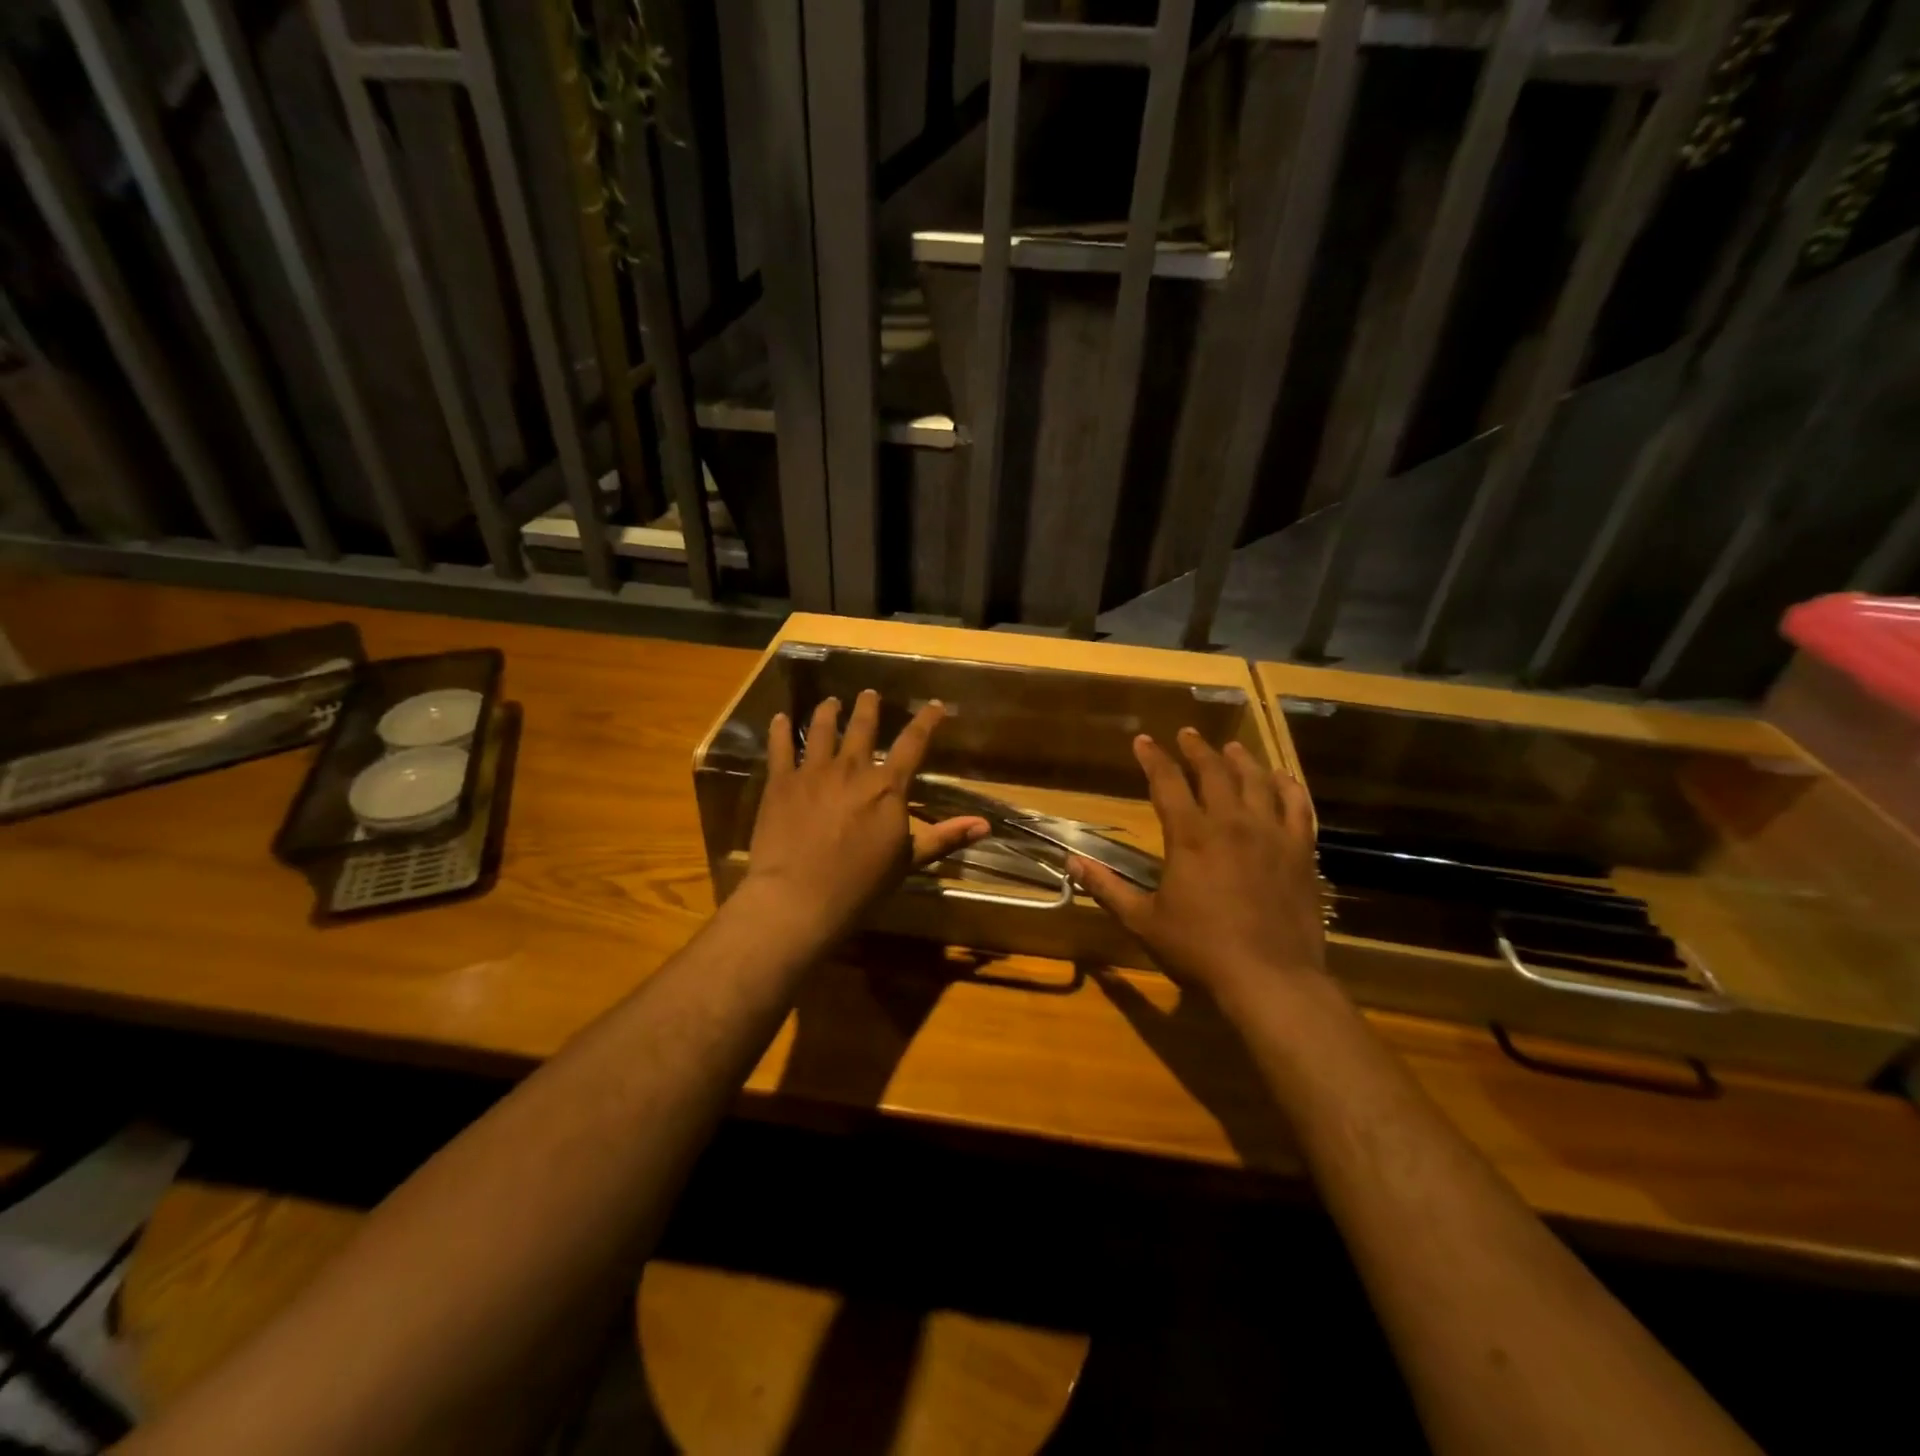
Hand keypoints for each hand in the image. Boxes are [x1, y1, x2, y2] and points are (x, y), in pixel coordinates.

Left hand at [743, 690, 988, 941]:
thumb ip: (944, 837)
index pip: (914, 743)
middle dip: (868, 707)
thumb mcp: (908, 861)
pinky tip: (779, 719)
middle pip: (863, 727)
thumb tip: (985, 824)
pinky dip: (780, 731)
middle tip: (869, 694)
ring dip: (828, 712)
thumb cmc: (860, 884)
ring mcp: (813, 771)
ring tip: (831, 702)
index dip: (927, 721)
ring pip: (822, 729)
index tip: (935, 705)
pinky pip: (780, 747)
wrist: (799, 897)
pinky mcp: (781, 782)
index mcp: (887, 786)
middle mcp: (852, 768)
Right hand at [1069, 728, 1325, 1010]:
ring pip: (1257, 781)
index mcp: (1189, 836)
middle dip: (1197, 749)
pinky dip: (1288, 787)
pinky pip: (1297, 807)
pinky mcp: (1300, 852)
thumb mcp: (1144, 920)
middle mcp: (1230, 823)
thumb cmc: (1200, 949)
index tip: (1143, 741)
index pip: (1166, 782)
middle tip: (1188, 734)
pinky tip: (1282, 779)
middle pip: (1214, 772)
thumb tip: (1070, 862)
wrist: (1270, 977)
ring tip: (1232, 749)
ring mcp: (1270, 834)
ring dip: (1241, 760)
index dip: (1153, 758)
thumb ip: (1107, 888)